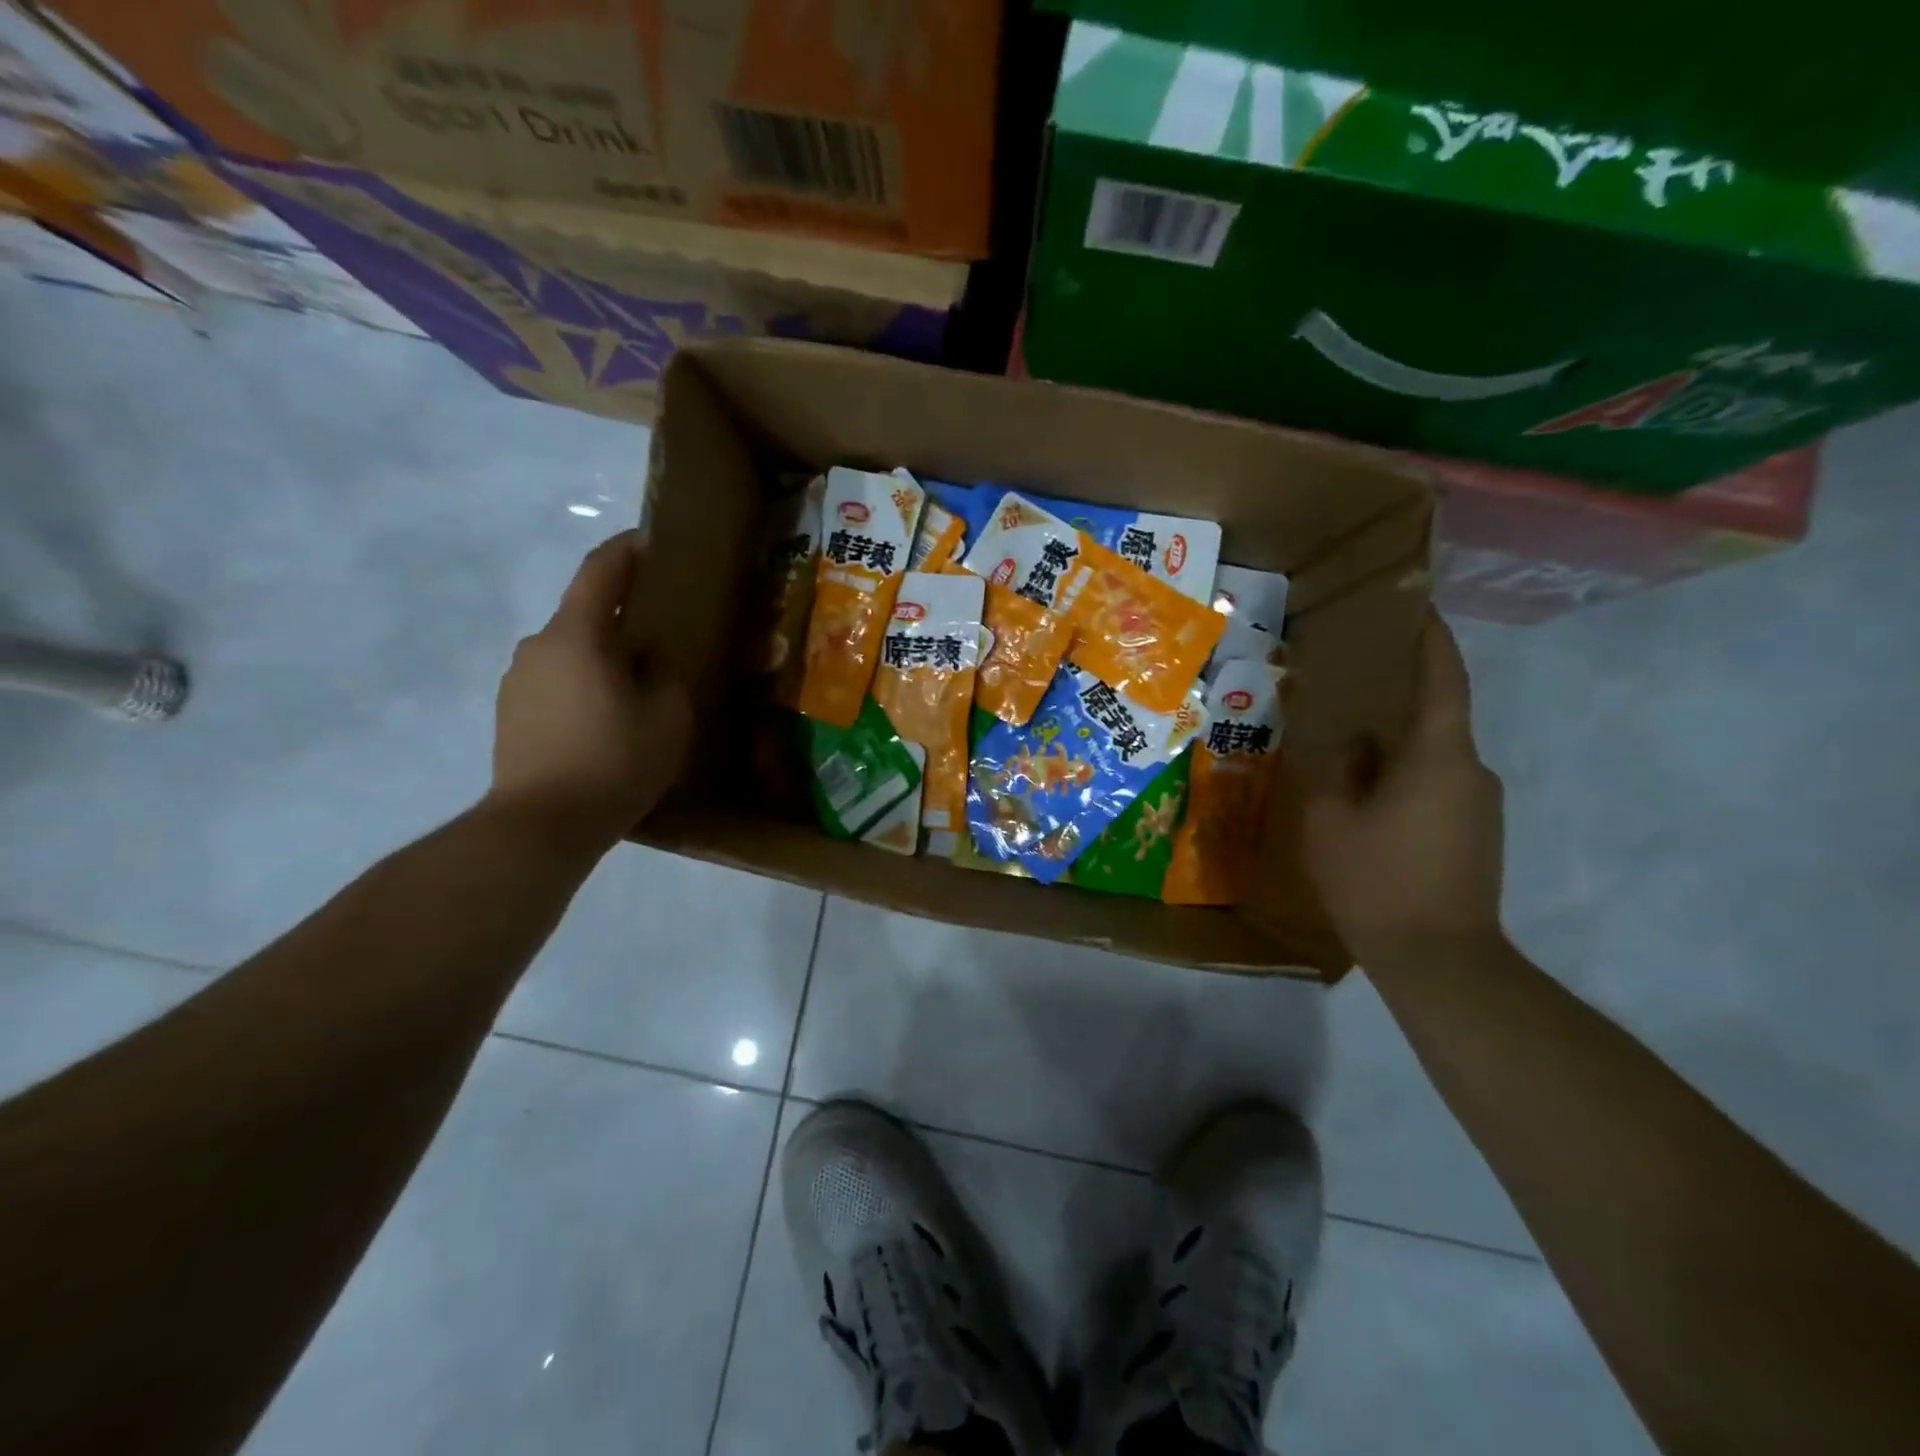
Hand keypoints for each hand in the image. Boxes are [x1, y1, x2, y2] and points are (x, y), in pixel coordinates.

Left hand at [485, 530, 691, 850]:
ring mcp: (516, 680)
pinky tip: (605, 719)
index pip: (600, 571)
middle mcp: (537, 646)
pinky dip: (582, 685)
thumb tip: (652, 657)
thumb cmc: (614, 761)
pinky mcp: (509, 713)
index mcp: (576, 635)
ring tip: (635, 687)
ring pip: (569, 652)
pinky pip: (555, 682)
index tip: (651, 540)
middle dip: (621, 615)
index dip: (627, 550)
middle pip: (584, 614)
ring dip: (601, 656)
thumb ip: (666, 672)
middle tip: (660, 634)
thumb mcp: (668, 715)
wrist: (541, 825)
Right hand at [1304, 610, 1505, 973]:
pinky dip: (1402, 777)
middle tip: (1347, 688)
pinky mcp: (1476, 834)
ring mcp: (1479, 806)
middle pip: (1435, 718)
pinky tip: (1365, 797)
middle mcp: (1472, 771)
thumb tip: (1349, 738)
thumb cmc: (1376, 880)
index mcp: (1439, 756)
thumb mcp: (1330, 819)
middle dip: (1395, 698)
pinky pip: (1436, 786)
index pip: (1443, 680)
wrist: (1440, 961)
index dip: (1432, 640)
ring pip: (1431, 756)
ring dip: (1393, 746)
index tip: (1417, 608)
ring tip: (1345, 748)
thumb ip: (1336, 767)